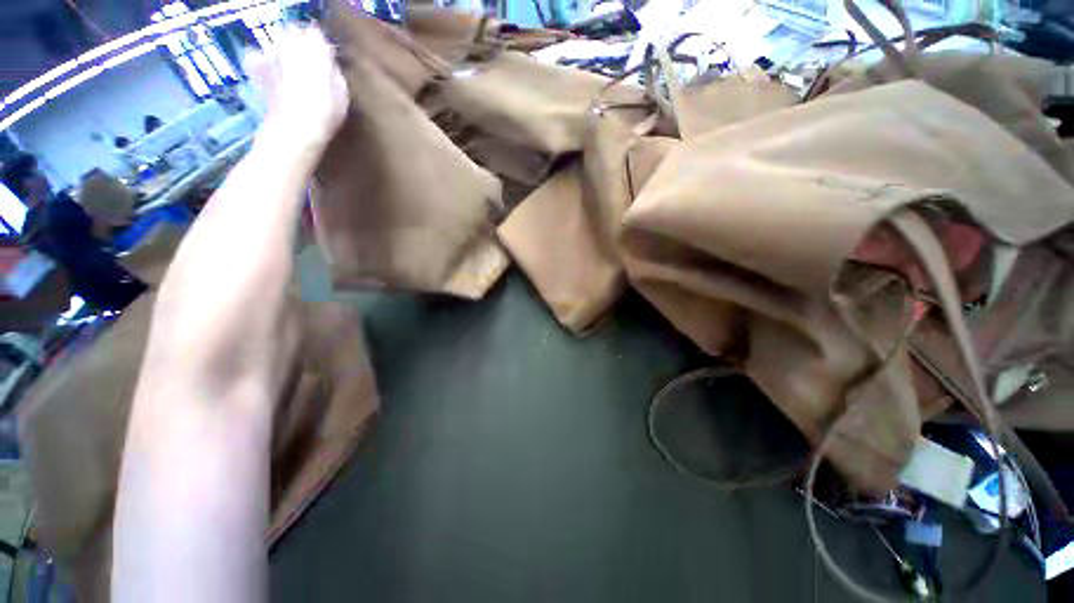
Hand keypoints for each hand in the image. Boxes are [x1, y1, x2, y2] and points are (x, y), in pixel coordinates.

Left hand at [245, 26, 348, 150]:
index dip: (319, 46)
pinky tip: (270, 76)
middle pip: (293, 33)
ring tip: (287, 73)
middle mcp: (291, 41)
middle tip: (304, 64)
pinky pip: (257, 55)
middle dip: (297, 44)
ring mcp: (269, 50)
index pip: (316, 34)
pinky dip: (262, 63)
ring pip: (275, 43)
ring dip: (280, 53)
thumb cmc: (326, 113)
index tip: (323, 58)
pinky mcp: (254, 63)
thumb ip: (333, 71)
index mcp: (316, 47)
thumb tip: (327, 64)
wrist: (294, 127)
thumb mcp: (342, 93)